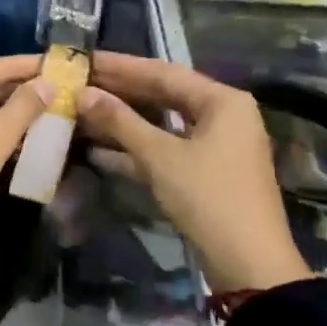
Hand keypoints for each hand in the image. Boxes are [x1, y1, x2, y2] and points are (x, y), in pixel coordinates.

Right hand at [76, 52, 309, 294]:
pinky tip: (98, 151)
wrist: (249, 266)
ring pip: (161, 123)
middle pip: (163, 94)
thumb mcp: (160, 156)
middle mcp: (223, 115)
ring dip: (123, 121)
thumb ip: (120, 121)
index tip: (83, 59)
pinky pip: (165, 148)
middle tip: (77, 83)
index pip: (162, 72)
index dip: (119, 66)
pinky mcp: (205, 172)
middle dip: (119, 92)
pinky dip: (135, 149)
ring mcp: (215, 145)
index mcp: (222, 101)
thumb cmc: (208, 198)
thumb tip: (82, 93)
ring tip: (81, 112)